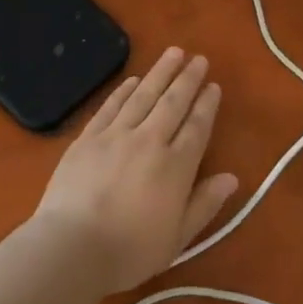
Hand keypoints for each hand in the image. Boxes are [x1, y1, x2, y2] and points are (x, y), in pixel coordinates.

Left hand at [28, 47, 239, 294]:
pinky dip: (124, 90)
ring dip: (160, 72)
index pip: (197, 127)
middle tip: (199, 58)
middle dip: (188, 79)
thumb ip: (204, 204)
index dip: (207, 104)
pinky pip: (111, 106)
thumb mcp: (177, 238)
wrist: (71, 248)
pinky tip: (133, 79)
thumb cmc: (129, 251)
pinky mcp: (88, 137)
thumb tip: (231, 177)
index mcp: (175, 167)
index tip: (214, 85)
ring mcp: (116, 135)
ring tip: (173, 52)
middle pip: (173, 102)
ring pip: (144, 95)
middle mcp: (149, 141)